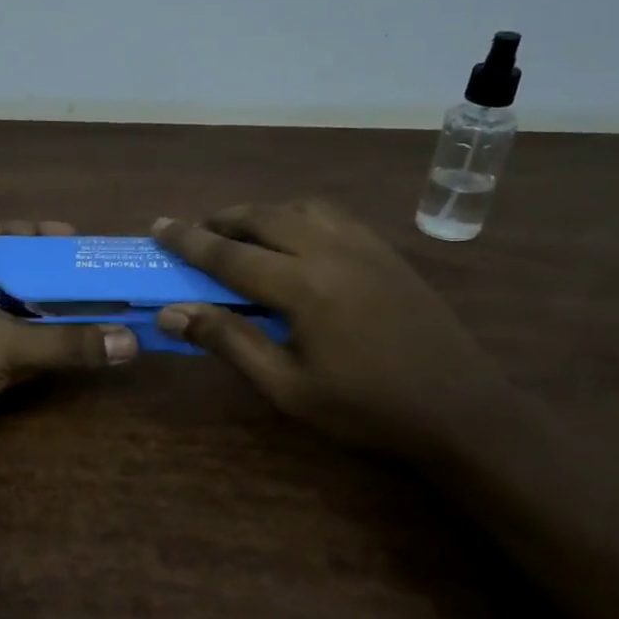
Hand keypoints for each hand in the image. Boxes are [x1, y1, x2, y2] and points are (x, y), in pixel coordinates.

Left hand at [0, 221, 137, 469]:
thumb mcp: (3, 342)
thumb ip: (65, 343)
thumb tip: (130, 342)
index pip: (1, 234)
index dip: (35, 232)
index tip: (75, 239)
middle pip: (20, 277)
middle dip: (58, 280)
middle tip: (105, 281)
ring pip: (24, 318)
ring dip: (59, 319)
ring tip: (108, 313)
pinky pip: (23, 353)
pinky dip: (50, 352)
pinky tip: (85, 352)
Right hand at [152, 202, 506, 459]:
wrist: (461, 410)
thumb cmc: (366, 409)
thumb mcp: (287, 387)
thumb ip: (229, 342)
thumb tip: (172, 314)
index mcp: (303, 286)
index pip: (229, 254)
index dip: (188, 241)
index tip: (157, 226)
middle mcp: (331, 251)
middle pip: (263, 217)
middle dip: (220, 220)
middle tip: (193, 234)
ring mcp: (364, 246)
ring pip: (299, 208)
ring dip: (261, 214)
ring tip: (240, 235)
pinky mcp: (386, 252)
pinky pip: (331, 216)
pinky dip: (298, 216)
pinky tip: (294, 240)